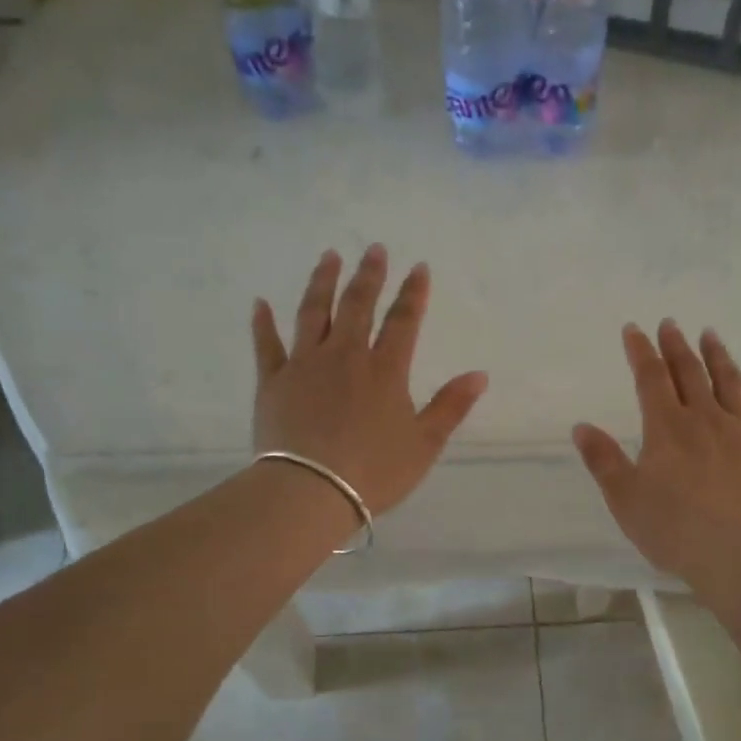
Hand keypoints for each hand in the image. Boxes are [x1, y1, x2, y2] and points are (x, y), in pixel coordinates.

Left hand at [253, 246, 487, 514]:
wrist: (310, 491)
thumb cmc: (374, 471)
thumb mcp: (424, 444)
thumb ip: (451, 406)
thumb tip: (480, 375)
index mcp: (385, 370)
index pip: (403, 321)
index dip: (413, 293)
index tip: (419, 267)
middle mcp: (345, 356)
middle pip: (358, 305)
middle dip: (369, 275)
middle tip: (374, 248)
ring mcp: (305, 365)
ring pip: (314, 313)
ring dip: (322, 282)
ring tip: (329, 257)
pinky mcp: (273, 382)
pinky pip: (267, 345)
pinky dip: (262, 323)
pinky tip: (260, 303)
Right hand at [573, 321, 740, 582]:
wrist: (735, 551)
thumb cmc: (671, 527)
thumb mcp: (624, 497)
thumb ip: (603, 459)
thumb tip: (581, 426)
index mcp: (665, 427)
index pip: (650, 378)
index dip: (641, 351)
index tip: (634, 329)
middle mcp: (703, 419)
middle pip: (689, 372)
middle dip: (677, 346)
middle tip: (671, 324)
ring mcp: (738, 432)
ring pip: (728, 382)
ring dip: (717, 356)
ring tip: (710, 335)